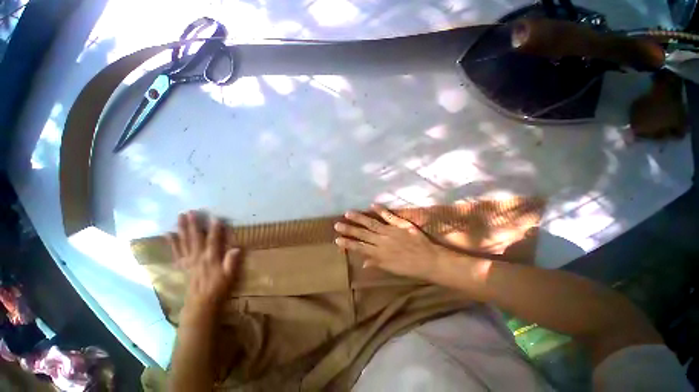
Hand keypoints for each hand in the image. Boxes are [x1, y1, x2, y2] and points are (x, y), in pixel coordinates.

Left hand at [167, 211, 239, 312]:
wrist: (201, 302)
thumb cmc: (218, 287)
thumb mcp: (229, 276)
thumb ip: (231, 262)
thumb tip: (237, 248)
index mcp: (210, 258)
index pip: (213, 241)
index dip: (215, 229)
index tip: (215, 217)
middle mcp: (198, 257)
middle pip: (194, 238)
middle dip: (193, 224)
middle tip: (190, 211)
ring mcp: (189, 260)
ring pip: (184, 241)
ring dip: (181, 228)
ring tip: (179, 217)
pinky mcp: (183, 265)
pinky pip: (176, 252)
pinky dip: (172, 242)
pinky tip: (168, 234)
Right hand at [334, 205, 448, 279]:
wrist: (430, 261)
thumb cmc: (410, 267)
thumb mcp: (392, 269)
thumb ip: (377, 263)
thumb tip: (363, 262)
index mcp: (380, 254)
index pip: (360, 248)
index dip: (348, 244)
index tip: (337, 239)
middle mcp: (383, 241)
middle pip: (363, 234)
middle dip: (349, 229)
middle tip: (337, 224)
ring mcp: (391, 231)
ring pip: (372, 223)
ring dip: (360, 218)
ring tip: (348, 213)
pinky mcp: (401, 225)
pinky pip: (389, 216)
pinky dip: (381, 210)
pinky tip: (372, 205)